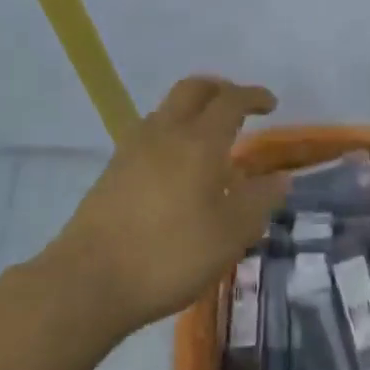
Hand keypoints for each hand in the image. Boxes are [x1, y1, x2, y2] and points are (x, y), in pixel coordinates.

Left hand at [52, 76, 282, 332]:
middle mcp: (166, 132)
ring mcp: (133, 148)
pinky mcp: (113, 170)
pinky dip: (172, 132)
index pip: (231, 101)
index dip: (254, 96)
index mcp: (200, 141)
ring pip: (168, 108)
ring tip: (209, 137)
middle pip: (194, 89)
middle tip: (239, 106)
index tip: (270, 103)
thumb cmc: (171, 254)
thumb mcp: (231, 234)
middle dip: (220, 89)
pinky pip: (150, 133)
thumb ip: (259, 201)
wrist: (90, 280)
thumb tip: (280, 177)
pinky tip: (178, 167)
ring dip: (193, 109)